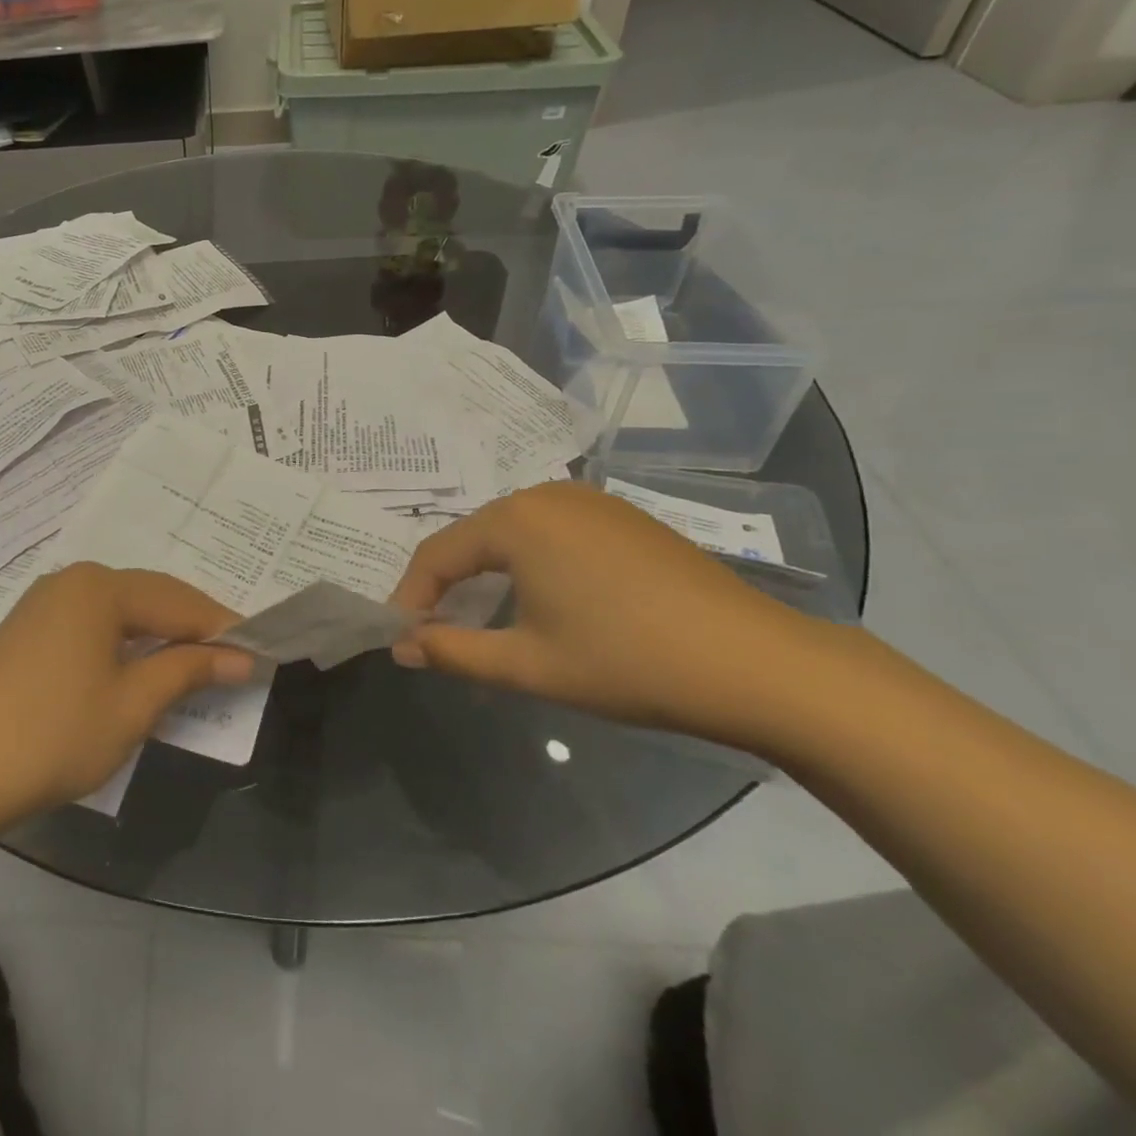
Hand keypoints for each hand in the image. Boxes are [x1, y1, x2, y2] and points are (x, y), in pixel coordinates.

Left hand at [0, 562, 254, 820]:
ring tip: (193, 665)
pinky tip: (137, 667)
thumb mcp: (133, 705)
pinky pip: (93, 623)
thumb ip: (189, 671)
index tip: (258, 651)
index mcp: (100, 587)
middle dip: (192, 627)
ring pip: (120, 610)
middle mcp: (73, 580)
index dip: (221, 627)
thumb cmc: (55, 735)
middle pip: (150, 597)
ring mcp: (45, 602)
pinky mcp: (28, 629)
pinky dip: (124, 642)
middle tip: (232, 659)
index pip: (179, 601)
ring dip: (158, 635)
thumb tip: (241, 657)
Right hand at [390, 482, 830, 745]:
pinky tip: (540, 597)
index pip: (437, 553)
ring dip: (486, 571)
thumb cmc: (627, 662)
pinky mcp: (622, 517)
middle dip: (446, 582)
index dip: (411, 594)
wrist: (758, 663)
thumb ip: (452, 651)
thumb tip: (401, 646)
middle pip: (473, 536)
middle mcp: (546, 494)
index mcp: (516, 519)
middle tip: (434, 627)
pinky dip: (527, 562)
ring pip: (511, 531)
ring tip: (479, 615)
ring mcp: (590, 501)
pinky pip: (550, 531)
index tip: (400, 635)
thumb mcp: (528, 665)